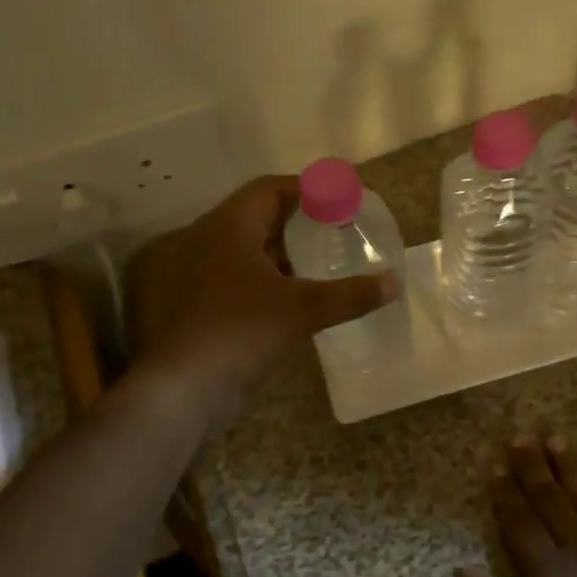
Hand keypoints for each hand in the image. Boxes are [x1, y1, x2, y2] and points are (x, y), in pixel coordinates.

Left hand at [128, 175, 397, 417]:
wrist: (182, 388)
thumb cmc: (242, 331)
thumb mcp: (303, 310)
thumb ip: (350, 295)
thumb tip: (394, 283)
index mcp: (229, 227)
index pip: (270, 189)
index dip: (306, 189)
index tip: (338, 198)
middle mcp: (206, 241)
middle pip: (256, 217)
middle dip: (295, 222)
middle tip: (332, 231)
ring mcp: (195, 274)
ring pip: (244, 251)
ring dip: (280, 254)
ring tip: (317, 265)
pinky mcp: (194, 305)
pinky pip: (234, 279)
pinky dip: (264, 281)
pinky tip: (288, 301)